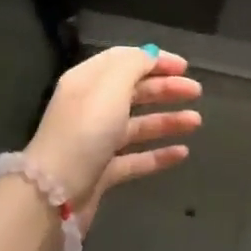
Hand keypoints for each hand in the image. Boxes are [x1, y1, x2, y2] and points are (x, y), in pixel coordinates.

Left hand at [22, 46, 202, 229]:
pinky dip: (158, 155)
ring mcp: (95, 142)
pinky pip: (135, 159)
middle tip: (196, 91)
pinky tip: (182, 153)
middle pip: (133, 92)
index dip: (154, 60)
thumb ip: (134, 65)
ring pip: (137, 125)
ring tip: (196, 122)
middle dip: (165, 89)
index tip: (184, 67)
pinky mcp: (102, 173)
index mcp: (87, 82)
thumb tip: (150, 56)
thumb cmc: (85, 131)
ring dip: (167, 120)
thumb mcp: (111, 86)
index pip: (123, 61)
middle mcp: (91, 108)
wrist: (54, 194)